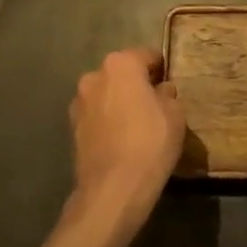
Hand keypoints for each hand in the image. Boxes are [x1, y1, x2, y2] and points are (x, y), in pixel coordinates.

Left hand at [68, 49, 184, 238]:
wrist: (112, 190)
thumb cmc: (150, 143)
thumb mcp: (175, 114)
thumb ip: (168, 94)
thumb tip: (160, 91)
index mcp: (121, 64)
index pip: (146, 55)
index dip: (161, 68)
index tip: (170, 83)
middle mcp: (95, 76)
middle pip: (122, 73)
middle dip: (137, 84)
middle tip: (155, 104)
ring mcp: (79, 102)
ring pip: (107, 94)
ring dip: (119, 102)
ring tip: (137, 124)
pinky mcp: (72, 128)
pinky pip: (97, 115)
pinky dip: (108, 121)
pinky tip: (121, 139)